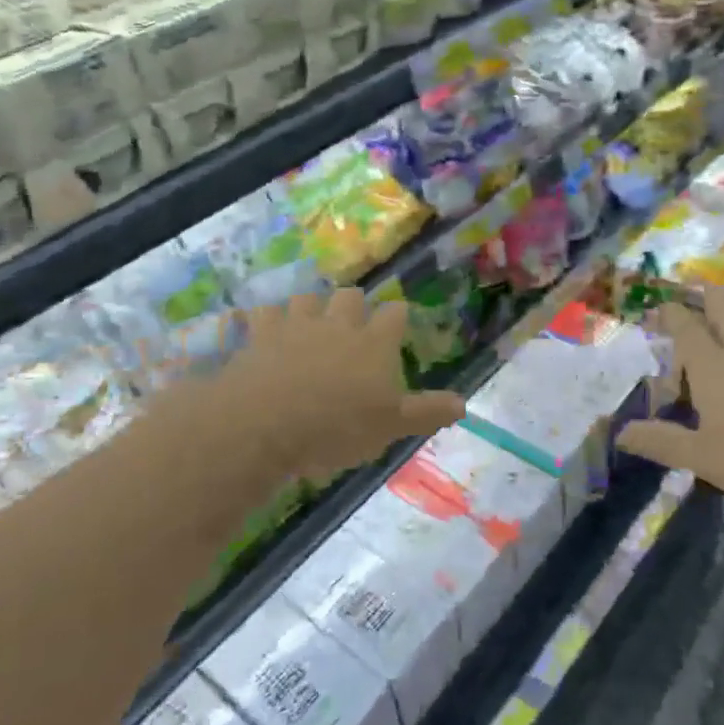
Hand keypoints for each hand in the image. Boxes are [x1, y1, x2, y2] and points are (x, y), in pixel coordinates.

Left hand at [218, 289, 465, 483]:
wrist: (266, 424)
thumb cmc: (337, 428)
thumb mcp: (391, 428)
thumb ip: (426, 412)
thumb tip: (464, 403)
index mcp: (374, 343)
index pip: (395, 314)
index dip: (397, 315)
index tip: (397, 322)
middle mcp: (338, 324)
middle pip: (350, 295)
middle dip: (354, 303)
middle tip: (352, 322)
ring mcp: (296, 324)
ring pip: (307, 298)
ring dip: (310, 307)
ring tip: (309, 323)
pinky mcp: (259, 334)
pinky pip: (261, 313)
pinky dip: (263, 319)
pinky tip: (260, 328)